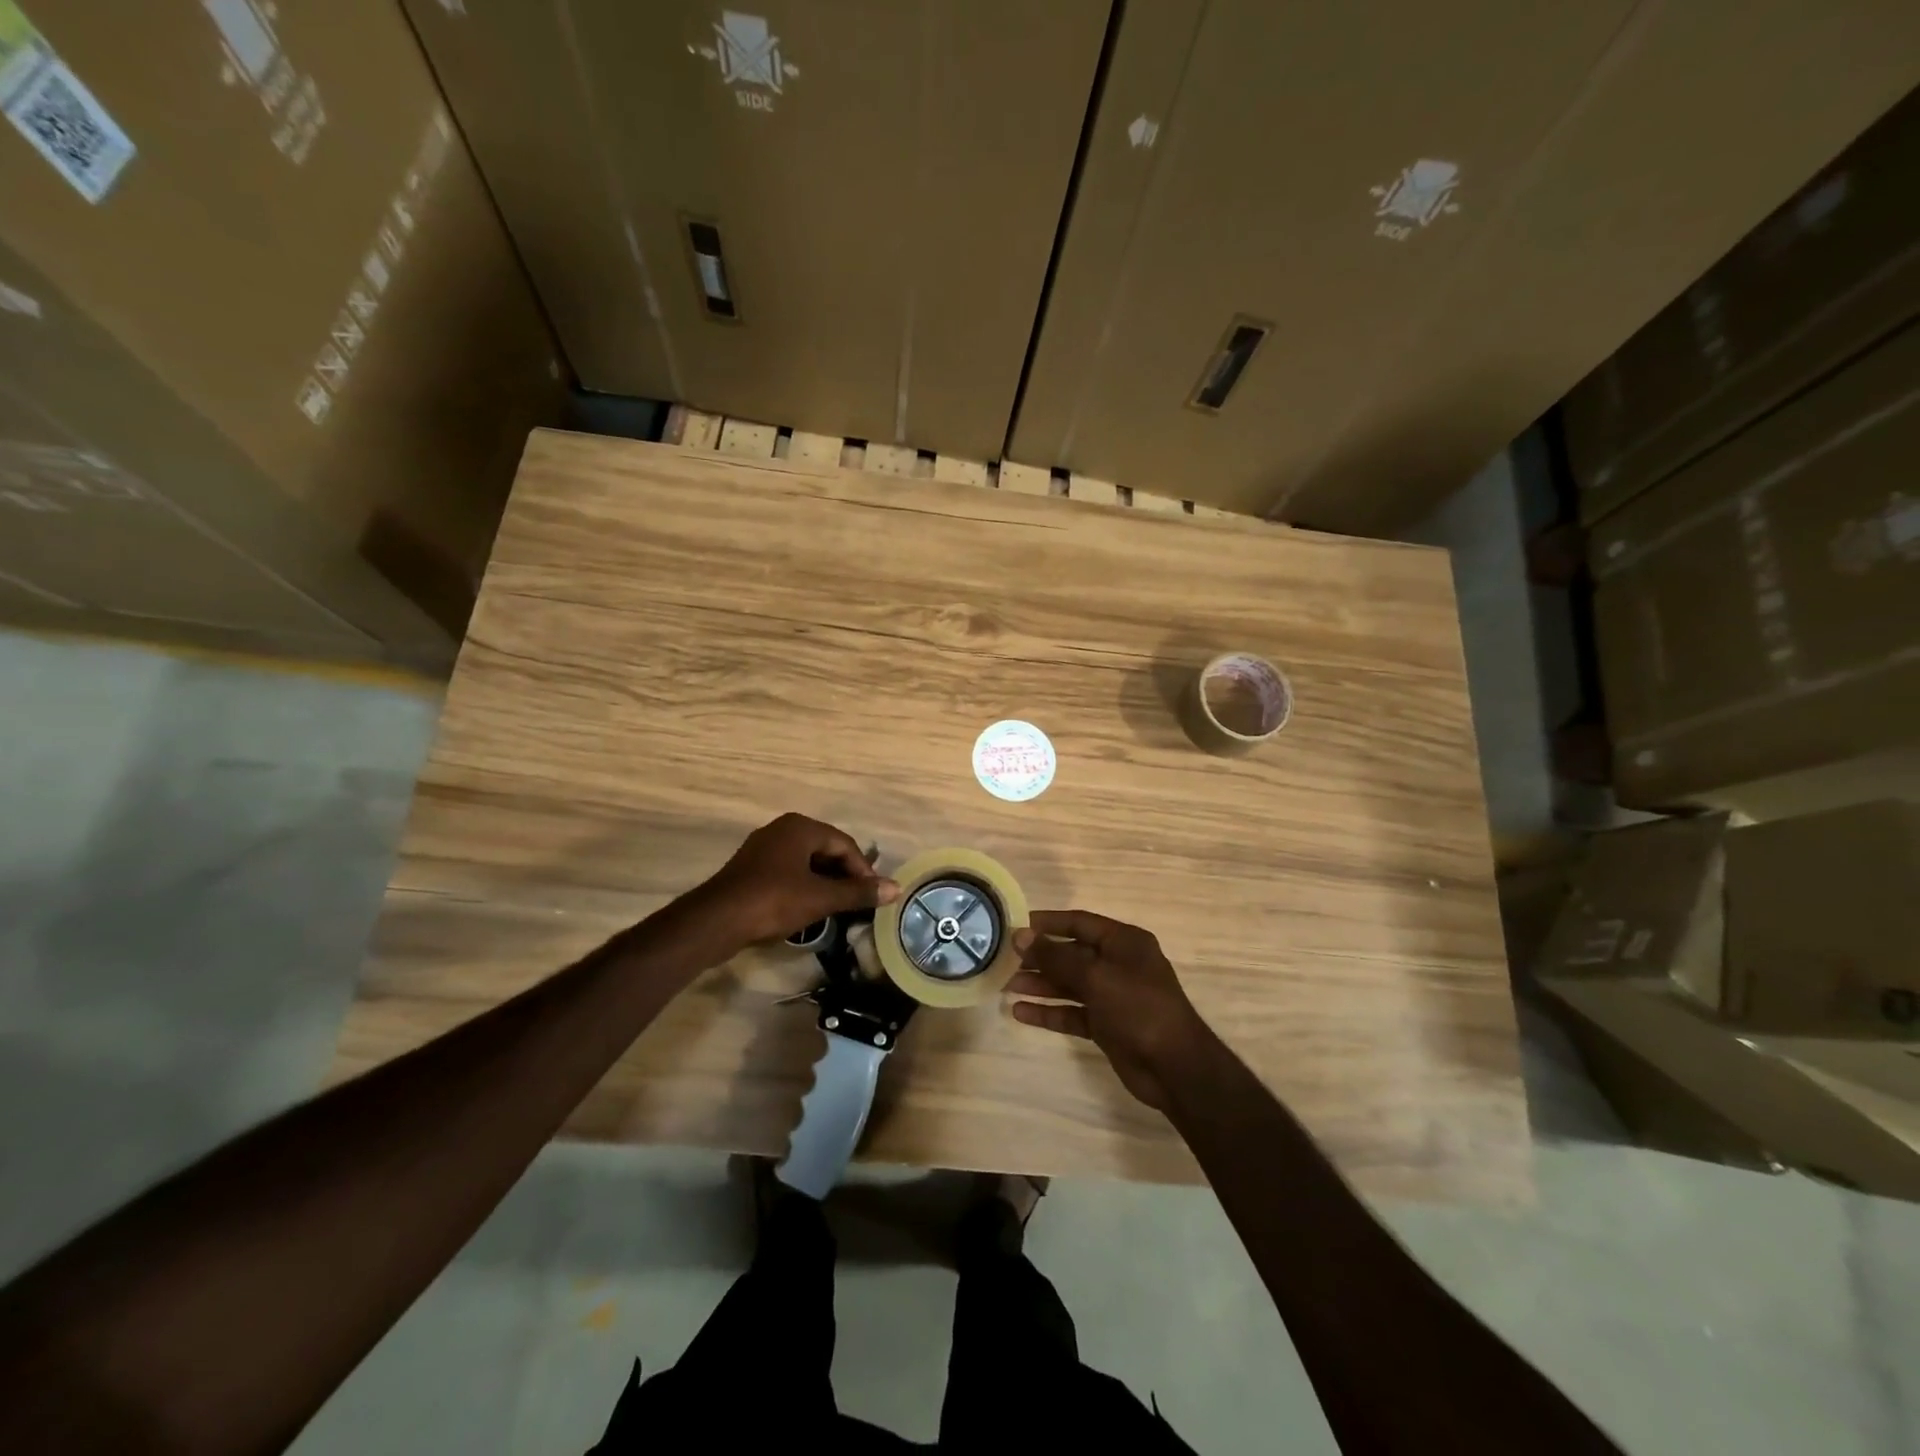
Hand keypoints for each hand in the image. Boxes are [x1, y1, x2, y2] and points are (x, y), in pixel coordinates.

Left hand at [694, 813, 899, 951]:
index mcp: (801, 827)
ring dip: (825, 883)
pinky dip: (805, 887)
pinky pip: (789, 872)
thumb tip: (895, 888)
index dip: (863, 871)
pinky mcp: (751, 869)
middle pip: (826, 850)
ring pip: (807, 863)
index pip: (845, 844)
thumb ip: (858, 893)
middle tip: (858, 902)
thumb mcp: (821, 898)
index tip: (873, 897)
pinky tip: (809, 909)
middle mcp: (782, 829)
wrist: (716, 921)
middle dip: (844, 876)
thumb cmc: (773, 901)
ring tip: (837, 908)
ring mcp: (764, 848)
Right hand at [1008, 910, 1215, 1110]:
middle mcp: (1118, 964)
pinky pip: (1072, 1012)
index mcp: (1124, 942)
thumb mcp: (1096, 976)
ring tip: (1006, 986)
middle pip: (1071, 954)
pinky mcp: (1106, 1025)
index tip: (1015, 926)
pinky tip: (1020, 1013)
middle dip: (1039, 957)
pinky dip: (1049, 1011)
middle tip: (1004, 960)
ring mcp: (1112, 996)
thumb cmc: (1138, 1008)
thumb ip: (1056, 956)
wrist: (1175, 1068)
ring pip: (1069, 984)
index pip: (1079, 923)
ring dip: (1040, 984)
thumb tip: (1020, 936)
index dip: (1047, 923)